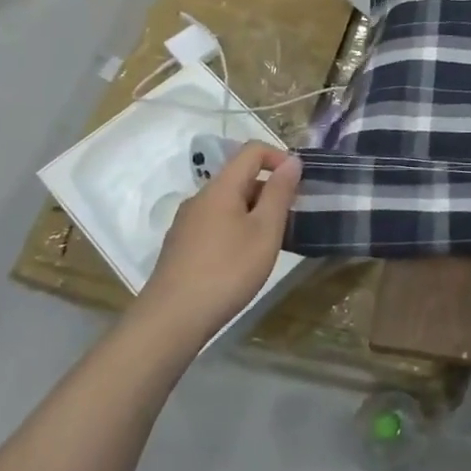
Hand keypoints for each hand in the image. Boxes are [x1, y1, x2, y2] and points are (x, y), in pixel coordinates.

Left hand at [138, 143, 301, 345]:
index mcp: (221, 188)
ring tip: (271, 241)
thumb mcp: (265, 231)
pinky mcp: (181, 246)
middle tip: (291, 218)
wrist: (171, 320)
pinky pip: (216, 223)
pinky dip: (237, 228)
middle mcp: (200, 198)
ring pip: (228, 203)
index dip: (279, 157)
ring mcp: (186, 223)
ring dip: (254, 211)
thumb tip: (292, 161)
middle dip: (270, 189)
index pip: (252, 150)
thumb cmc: (227, 271)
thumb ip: (280, 193)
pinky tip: (243, 259)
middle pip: (240, 177)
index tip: (299, 182)